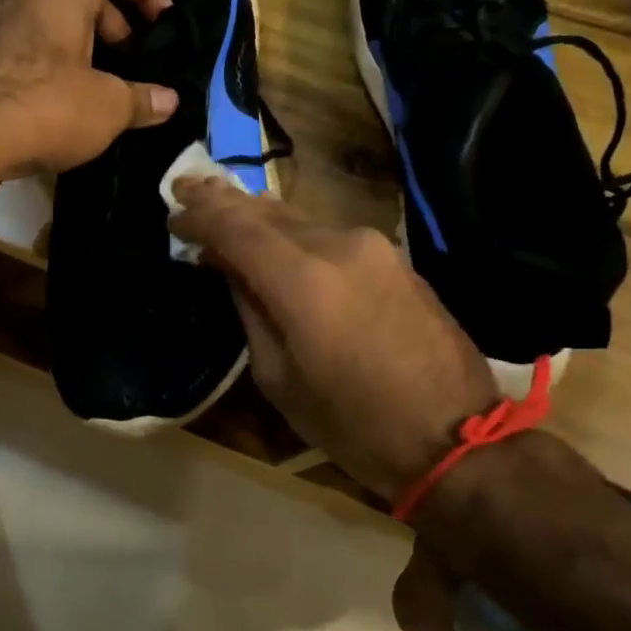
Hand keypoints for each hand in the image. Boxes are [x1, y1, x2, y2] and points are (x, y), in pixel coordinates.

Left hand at [0, 0, 179, 188]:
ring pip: (50, 23)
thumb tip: (168, 101)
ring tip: (99, 95)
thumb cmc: (42, 108)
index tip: (163, 27)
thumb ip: (143, 100)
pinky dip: (49, 69)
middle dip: (117, 26)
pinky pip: (23, 50)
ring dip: (83, 52)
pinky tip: (57, 112)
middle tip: (132, 68)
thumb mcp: (107, 108)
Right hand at [167, 179, 498, 505]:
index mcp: (304, 281)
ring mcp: (373, 247)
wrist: (457, 438)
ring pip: (300, 219)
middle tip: (188, 192)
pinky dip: (294, 235)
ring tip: (226, 216)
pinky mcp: (395, 257)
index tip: (173, 214)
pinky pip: (329, 235)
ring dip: (260, 218)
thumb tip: (229, 268)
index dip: (200, 215)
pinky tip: (277, 242)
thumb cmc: (354, 425)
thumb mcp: (280, 379)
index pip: (236, 227)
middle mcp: (339, 246)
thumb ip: (250, 311)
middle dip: (224, 202)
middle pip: (267, 211)